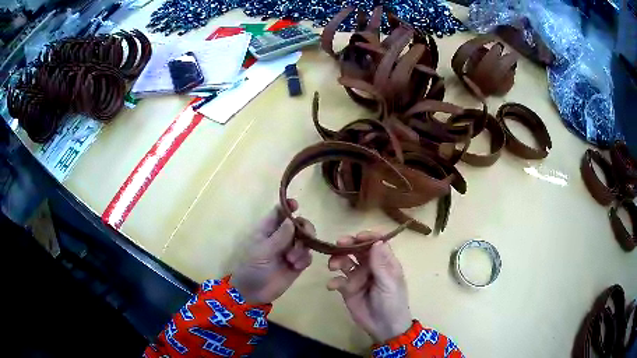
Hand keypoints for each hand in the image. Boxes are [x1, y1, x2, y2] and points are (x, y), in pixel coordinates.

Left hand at [230, 199, 312, 304]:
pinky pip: (307, 256)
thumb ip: (279, 237)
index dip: (288, 206)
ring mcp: (290, 251)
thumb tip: (293, 220)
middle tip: (305, 237)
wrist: (253, 293)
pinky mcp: (297, 264)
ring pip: (306, 240)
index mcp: (267, 230)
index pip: (279, 212)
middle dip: (304, 229)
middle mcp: (280, 237)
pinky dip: (304, 259)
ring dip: (302, 248)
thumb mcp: (263, 252)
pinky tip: (296, 267)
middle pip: (298, 224)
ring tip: (292, 260)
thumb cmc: (251, 269)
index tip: (296, 205)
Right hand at [327, 233, 411, 342]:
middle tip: (338, 245)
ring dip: (338, 260)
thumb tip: (377, 241)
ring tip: (332, 266)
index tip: (357, 236)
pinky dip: (334, 281)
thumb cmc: (392, 302)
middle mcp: (371, 266)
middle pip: (358, 250)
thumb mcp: (389, 283)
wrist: (384, 326)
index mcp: (385, 262)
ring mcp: (358, 277)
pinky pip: (339, 280)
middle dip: (348, 245)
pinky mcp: (348, 289)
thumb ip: (381, 264)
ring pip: (345, 262)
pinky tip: (333, 286)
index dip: (367, 237)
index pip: (377, 243)